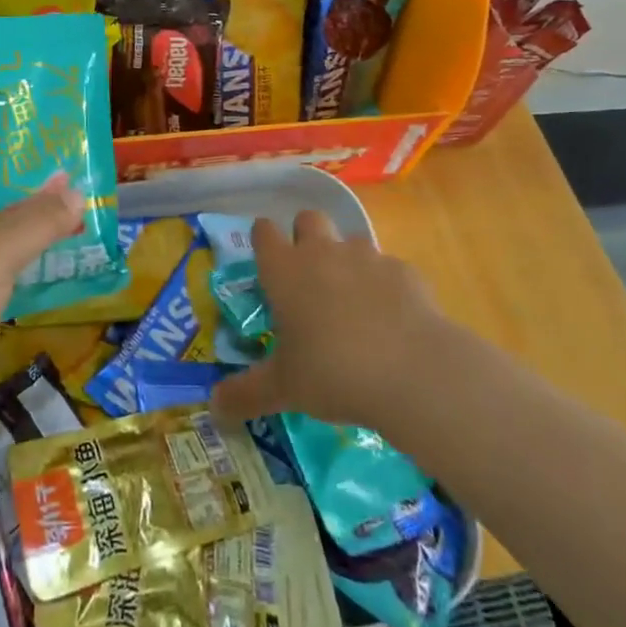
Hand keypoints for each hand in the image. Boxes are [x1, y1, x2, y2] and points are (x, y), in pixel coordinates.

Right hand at [210, 210, 448, 432]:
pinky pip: (388, 268)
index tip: (266, 260)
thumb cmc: (333, 372)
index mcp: (285, 271)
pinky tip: (391, 320)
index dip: (263, 240)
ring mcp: (366, 257)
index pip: (263, 232)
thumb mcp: (283, 389)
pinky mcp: (404, 270)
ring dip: (346, 261)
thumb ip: (245, 394)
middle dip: (305, 236)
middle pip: (308, 218)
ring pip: (350, 241)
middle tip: (308, 276)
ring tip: (352, 303)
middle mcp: (322, 252)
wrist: (412, 370)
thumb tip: (213, 408)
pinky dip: (384, 286)